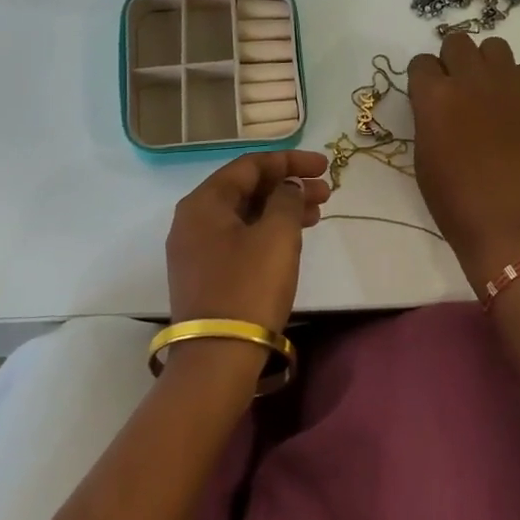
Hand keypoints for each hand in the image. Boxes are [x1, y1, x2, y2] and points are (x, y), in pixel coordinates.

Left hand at [165, 151, 330, 334]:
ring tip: (317, 214)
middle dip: (287, 185)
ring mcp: (196, 249)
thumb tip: (287, 188)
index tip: (323, 166)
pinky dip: (267, 231)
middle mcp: (193, 220)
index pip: (249, 165)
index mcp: (204, 202)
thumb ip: (286, 200)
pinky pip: (239, 238)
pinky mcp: (204, 274)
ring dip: (281, 209)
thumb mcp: (276, 236)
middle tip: (326, 192)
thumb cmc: (249, 287)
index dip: (289, 161)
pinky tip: (293, 239)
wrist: (216, 358)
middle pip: (246, 189)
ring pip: (244, 215)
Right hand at [409, 34, 519, 290]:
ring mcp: (507, 85)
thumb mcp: (423, 154)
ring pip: (493, 47)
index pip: (421, 62)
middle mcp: (470, 79)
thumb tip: (436, 102)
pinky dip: (513, 82)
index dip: (423, 79)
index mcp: (434, 96)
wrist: (507, 222)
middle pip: (457, 42)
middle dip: (452, 61)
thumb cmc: (453, 199)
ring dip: (484, 63)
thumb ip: (428, 116)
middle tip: (456, 90)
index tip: (427, 96)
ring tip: (485, 93)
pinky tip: (509, 110)